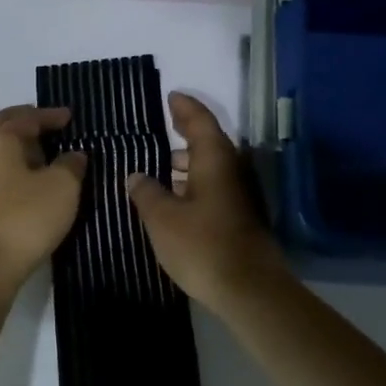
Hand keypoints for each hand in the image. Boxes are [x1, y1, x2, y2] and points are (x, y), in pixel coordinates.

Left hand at [0, 106, 87, 288]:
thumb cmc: (24, 218)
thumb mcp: (62, 188)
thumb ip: (70, 165)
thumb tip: (72, 155)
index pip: (26, 118)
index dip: (50, 116)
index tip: (69, 117)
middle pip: (0, 128)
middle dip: (23, 124)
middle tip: (46, 127)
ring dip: (14, 149)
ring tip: (39, 157)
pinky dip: (7, 170)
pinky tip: (23, 184)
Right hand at [129, 93, 288, 314]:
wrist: (249, 290)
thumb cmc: (203, 246)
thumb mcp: (163, 218)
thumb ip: (147, 192)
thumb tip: (136, 175)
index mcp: (215, 160)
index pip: (200, 121)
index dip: (184, 107)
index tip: (171, 95)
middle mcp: (231, 171)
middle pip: (208, 143)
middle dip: (184, 135)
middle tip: (159, 129)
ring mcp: (239, 195)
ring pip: (211, 168)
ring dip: (187, 164)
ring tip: (159, 165)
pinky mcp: (239, 218)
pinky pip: (213, 188)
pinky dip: (193, 185)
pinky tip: (174, 198)